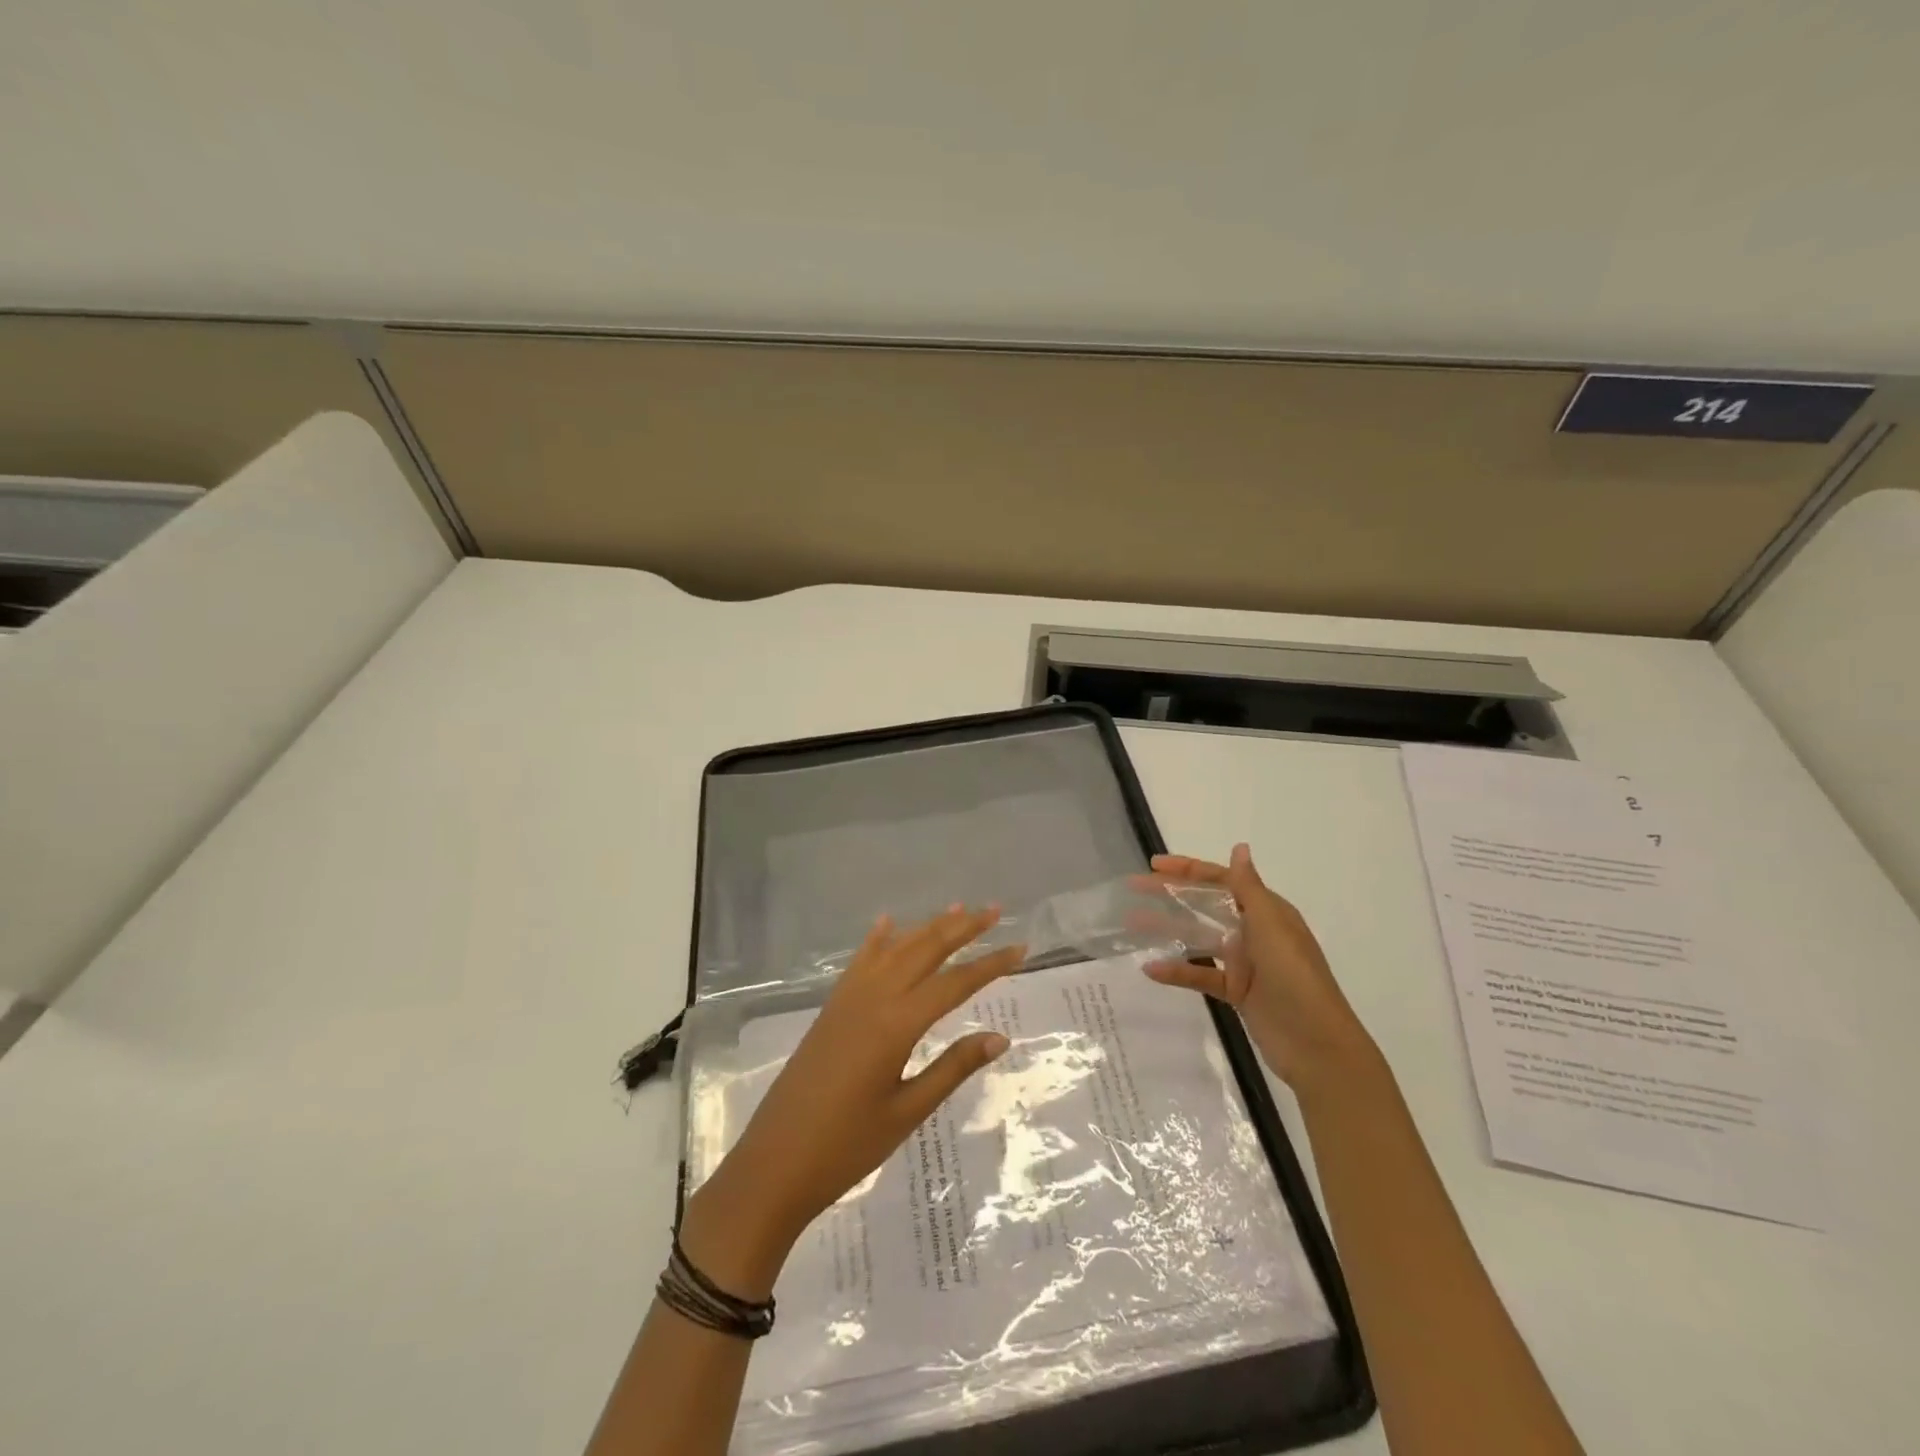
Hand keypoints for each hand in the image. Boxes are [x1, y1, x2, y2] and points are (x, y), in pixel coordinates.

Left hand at [683, 907, 1022, 1297]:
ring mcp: (847, 1000)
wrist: (773, 1165)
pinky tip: (887, 924)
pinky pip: (859, 963)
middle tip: (995, 910)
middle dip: (962, 928)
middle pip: (925, 951)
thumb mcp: (907, 1112)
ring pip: (895, 950)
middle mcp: (873, 999)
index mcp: (896, 1024)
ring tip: (956, 907)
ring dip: (927, 927)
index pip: (955, 983)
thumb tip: (1000, 1037)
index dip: (990, 964)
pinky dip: (877, 940)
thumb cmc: (846, 1148)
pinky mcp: (830, 1010)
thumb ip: (953, 1068)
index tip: (1022, 948)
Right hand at [1144, 843, 1375, 1089]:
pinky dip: (1178, 971)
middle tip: (1135, 887)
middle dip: (1172, 894)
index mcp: (1266, 911)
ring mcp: (1244, 962)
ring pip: (1199, 937)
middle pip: (1206, 904)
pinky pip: (1201, 975)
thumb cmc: (1295, 978)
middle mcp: (1254, 931)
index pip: (1221, 880)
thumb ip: (1248, 888)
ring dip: (1168, 928)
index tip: (1154, 865)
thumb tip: (1239, 848)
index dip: (1187, 870)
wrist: (1317, 1045)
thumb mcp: (1271, 927)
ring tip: (1133, 922)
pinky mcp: (1236, 991)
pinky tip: (1151, 969)